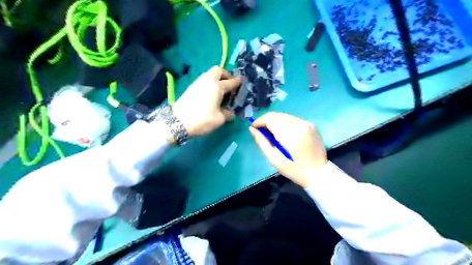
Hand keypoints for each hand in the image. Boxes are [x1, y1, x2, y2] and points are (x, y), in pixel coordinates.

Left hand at [173, 66, 240, 136]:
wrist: (178, 122)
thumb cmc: (202, 119)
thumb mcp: (220, 119)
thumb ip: (228, 114)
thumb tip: (230, 113)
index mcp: (217, 86)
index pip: (231, 82)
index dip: (238, 82)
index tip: (242, 82)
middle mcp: (208, 80)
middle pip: (218, 70)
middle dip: (226, 75)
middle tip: (229, 85)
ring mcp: (198, 82)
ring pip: (209, 74)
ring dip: (217, 78)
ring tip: (220, 90)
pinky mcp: (191, 87)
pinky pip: (204, 80)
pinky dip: (210, 83)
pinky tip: (211, 94)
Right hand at [248, 113, 326, 187]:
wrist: (319, 173)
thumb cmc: (295, 171)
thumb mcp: (275, 160)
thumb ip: (262, 143)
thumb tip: (251, 129)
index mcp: (291, 135)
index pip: (271, 119)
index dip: (259, 121)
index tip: (253, 128)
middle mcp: (300, 125)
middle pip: (277, 115)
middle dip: (266, 121)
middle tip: (261, 131)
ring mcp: (307, 123)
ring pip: (284, 115)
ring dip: (274, 121)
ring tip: (271, 133)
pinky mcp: (311, 124)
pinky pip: (292, 118)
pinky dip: (283, 122)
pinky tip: (282, 132)